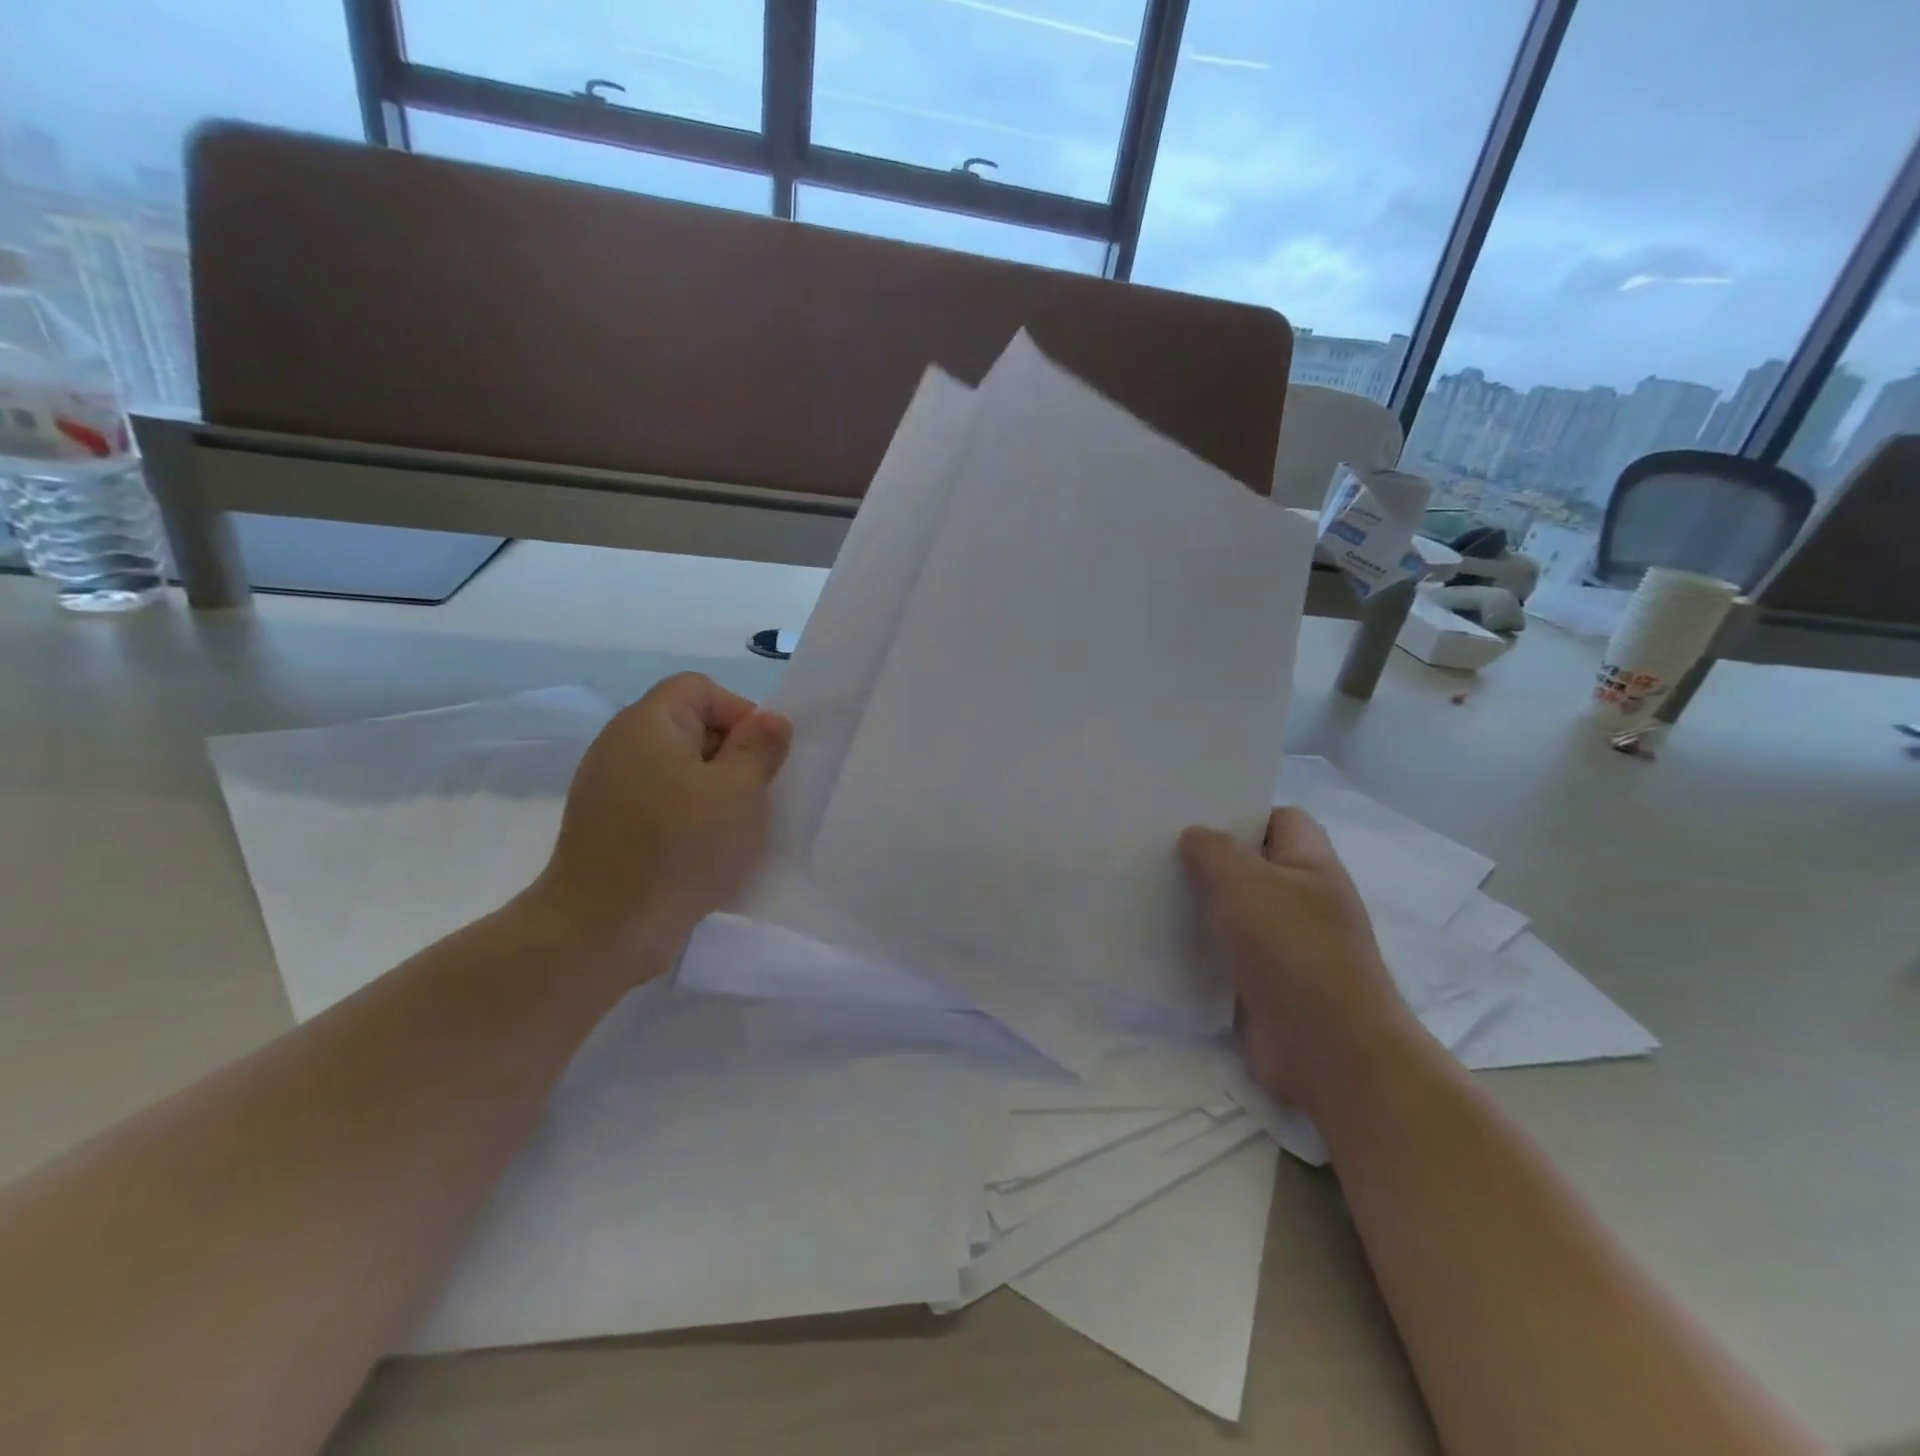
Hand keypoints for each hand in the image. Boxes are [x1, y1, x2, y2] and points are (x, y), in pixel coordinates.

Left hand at [529, 674, 790, 956]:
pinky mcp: (604, 824)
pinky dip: (683, 814)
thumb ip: (759, 748)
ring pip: (674, 766)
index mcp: (648, 723)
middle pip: (687, 724)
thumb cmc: (680, 849)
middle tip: (752, 796)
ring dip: (710, 789)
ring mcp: (607, 786)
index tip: (761, 759)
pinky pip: (656, 800)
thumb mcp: (739, 792)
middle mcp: (620, 744)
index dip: (740, 714)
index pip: (701, 688)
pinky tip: (700, 849)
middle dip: (728, 753)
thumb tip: (770, 720)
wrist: (601, 929)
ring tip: (730, 827)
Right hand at [1180, 807, 1415, 1110]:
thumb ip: (1214, 851)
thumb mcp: (1246, 883)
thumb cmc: (1293, 950)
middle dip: (1208, 857)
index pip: (1279, 817)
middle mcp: (1302, 898)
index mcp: (1310, 864)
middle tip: (1155, 848)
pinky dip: (1201, 944)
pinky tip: (1162, 938)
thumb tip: (1194, 836)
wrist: (1328, 1050)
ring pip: (1235, 908)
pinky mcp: (1265, 980)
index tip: (1192, 814)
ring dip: (1200, 902)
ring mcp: (1286, 942)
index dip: (1240, 811)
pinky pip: (1227, 949)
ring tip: (1149, 889)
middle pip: (1251, 863)